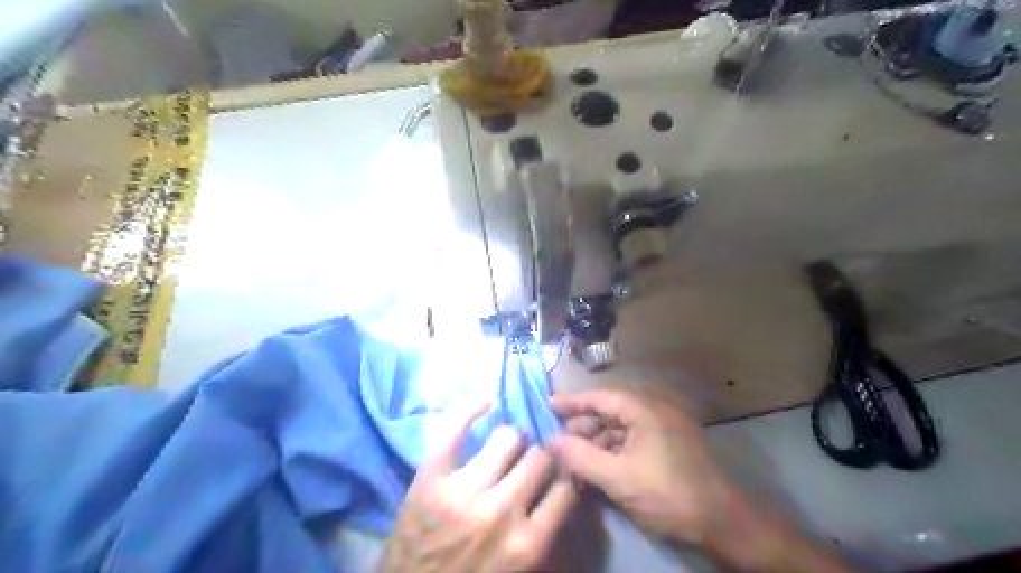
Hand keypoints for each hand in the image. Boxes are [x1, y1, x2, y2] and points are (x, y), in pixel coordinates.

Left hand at [378, 403, 578, 572]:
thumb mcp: (518, 571)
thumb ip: (543, 532)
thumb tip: (564, 484)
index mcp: (527, 543)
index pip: (565, 488)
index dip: (564, 474)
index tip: (557, 471)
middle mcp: (500, 512)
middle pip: (538, 458)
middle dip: (537, 457)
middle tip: (526, 461)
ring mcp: (463, 491)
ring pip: (507, 437)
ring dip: (511, 440)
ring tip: (504, 447)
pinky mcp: (430, 477)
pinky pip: (454, 428)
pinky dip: (471, 409)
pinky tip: (485, 403)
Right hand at [550, 390, 853, 572]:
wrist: (723, 520)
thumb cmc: (668, 493)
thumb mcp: (618, 478)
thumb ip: (581, 457)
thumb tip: (551, 441)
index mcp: (643, 409)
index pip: (599, 396)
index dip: (572, 402)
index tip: (547, 407)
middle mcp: (654, 409)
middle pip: (609, 410)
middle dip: (583, 425)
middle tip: (558, 441)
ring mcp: (664, 425)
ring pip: (620, 426)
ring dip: (597, 440)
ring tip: (575, 458)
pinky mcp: (669, 442)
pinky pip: (633, 438)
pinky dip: (613, 449)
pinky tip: (599, 465)